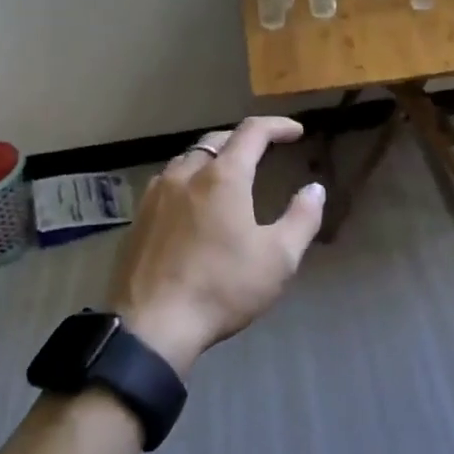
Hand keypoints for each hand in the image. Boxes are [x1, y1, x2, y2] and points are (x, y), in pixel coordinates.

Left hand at [108, 116, 325, 374]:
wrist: (152, 327)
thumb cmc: (222, 288)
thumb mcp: (278, 258)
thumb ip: (302, 218)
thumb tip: (315, 189)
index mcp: (223, 177)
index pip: (252, 132)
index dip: (277, 126)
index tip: (296, 132)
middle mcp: (186, 174)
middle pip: (217, 140)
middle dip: (244, 140)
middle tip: (264, 152)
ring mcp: (156, 195)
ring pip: (188, 159)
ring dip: (213, 158)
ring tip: (229, 175)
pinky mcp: (138, 217)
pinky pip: (167, 182)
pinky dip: (189, 180)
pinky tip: (193, 203)